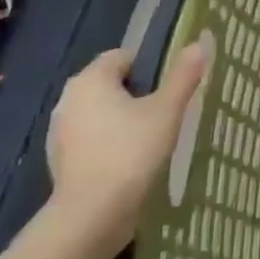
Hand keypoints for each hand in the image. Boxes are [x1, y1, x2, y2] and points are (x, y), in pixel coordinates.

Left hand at [45, 40, 210, 250]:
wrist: (92, 215)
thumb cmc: (131, 152)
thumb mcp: (167, 110)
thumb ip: (183, 76)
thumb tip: (199, 43)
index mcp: (91, 80)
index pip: (123, 56)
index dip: (151, 66)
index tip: (172, 87)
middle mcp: (68, 99)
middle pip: (111, 84)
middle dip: (138, 94)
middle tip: (168, 111)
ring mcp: (60, 132)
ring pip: (101, 113)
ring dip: (123, 120)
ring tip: (153, 138)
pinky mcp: (61, 160)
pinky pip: (92, 139)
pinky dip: (110, 143)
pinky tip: (131, 161)